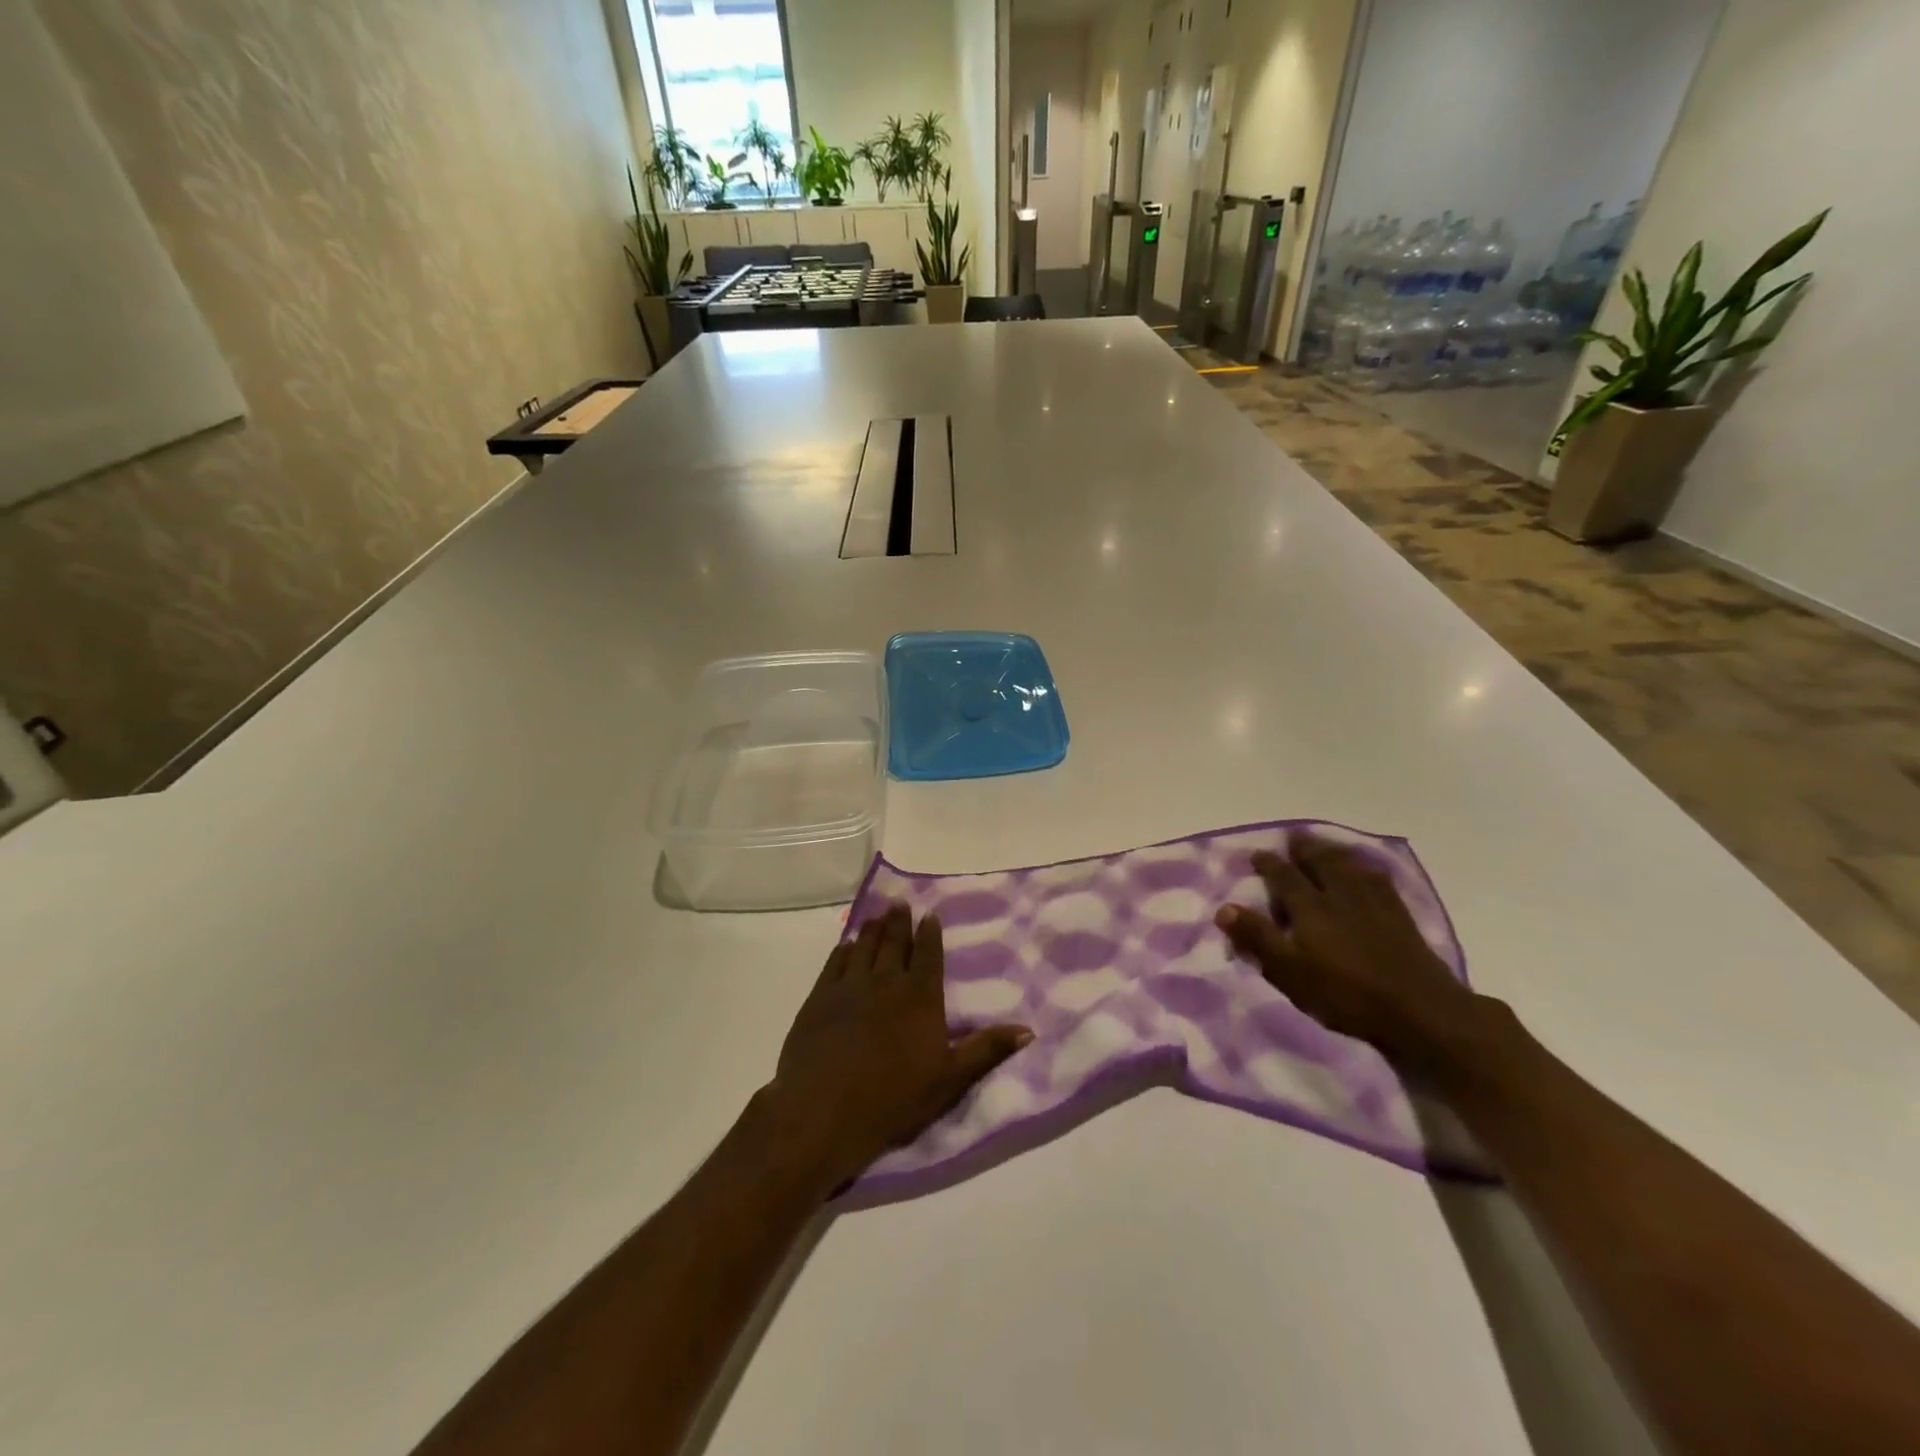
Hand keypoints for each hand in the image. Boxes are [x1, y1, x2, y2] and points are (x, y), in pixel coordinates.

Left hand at [765, 903, 1032, 1188]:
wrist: (824, 1108)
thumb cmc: (893, 1097)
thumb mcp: (950, 1079)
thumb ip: (987, 1050)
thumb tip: (1028, 1030)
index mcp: (920, 997)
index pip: (928, 955)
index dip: (930, 933)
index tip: (929, 915)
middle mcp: (886, 982)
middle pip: (895, 943)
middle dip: (899, 922)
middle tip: (899, 904)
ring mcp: (850, 986)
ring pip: (864, 947)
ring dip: (872, 929)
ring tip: (877, 916)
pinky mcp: (820, 997)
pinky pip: (835, 963)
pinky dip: (843, 950)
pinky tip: (846, 945)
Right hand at [1215, 835, 1484, 1076]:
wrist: (1420, 1010)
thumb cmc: (1346, 994)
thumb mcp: (1290, 972)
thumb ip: (1258, 938)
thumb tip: (1224, 908)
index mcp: (1310, 907)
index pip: (1284, 876)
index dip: (1269, 864)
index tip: (1257, 855)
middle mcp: (1340, 894)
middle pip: (1320, 861)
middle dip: (1304, 848)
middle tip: (1293, 838)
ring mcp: (1374, 902)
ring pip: (1349, 865)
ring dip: (1333, 852)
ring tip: (1324, 846)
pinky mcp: (1399, 915)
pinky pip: (1377, 878)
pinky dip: (1364, 867)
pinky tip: (1365, 870)